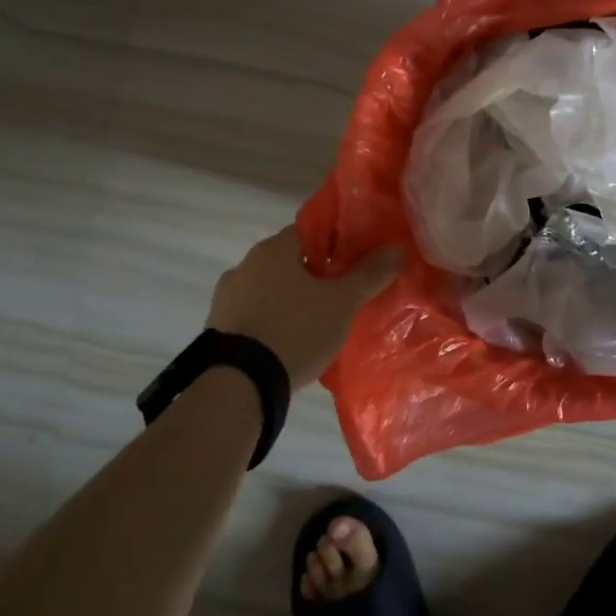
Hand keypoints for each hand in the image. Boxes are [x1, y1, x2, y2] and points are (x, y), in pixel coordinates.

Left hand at [205, 226, 401, 388]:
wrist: (240, 384)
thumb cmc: (296, 330)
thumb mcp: (342, 303)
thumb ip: (369, 274)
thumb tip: (396, 248)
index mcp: (274, 249)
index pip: (310, 231)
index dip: (336, 243)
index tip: (354, 262)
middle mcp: (245, 264)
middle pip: (290, 260)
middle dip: (315, 274)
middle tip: (342, 294)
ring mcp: (226, 297)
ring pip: (271, 288)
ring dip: (292, 299)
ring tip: (318, 322)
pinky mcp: (219, 328)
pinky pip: (255, 314)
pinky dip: (273, 321)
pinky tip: (291, 341)